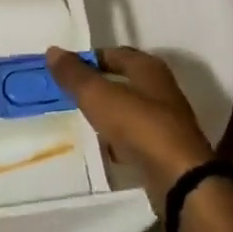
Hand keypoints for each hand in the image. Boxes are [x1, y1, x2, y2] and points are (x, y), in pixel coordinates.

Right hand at [46, 46, 213, 211]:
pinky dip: (120, 139)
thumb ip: (75, 75)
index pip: (114, 53)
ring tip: (83, 120)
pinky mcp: (167, 151)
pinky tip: (105, 148)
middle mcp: (161, 90)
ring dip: (109, 113)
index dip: (90, 58)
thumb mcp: (98, 96)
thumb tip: (52, 51)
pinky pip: (136, 137)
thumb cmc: (139, 126)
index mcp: (149, 68)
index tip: (66, 69)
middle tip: (71, 93)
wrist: (180, 180)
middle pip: (124, 81)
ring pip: (130, 110)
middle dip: (99, 85)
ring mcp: (167, 122)